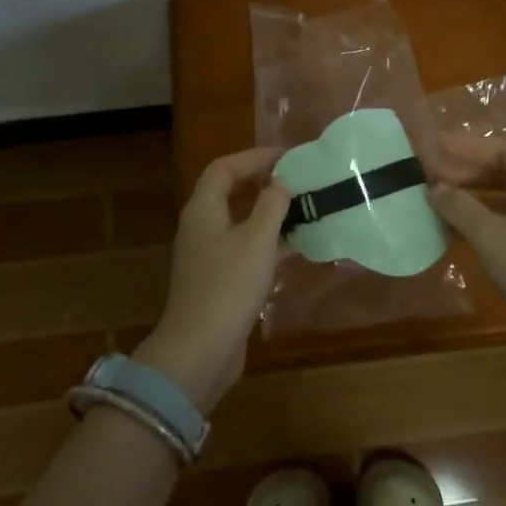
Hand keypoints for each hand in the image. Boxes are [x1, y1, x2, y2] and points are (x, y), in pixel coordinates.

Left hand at [133, 147, 289, 413]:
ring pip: (241, 222)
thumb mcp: (257, 239)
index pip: (225, 168)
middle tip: (298, 180)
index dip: (255, 157)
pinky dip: (270, 242)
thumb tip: (281, 183)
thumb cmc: (228, 286)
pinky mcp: (220, 280)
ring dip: (270, 213)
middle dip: (264, 182)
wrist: (201, 349)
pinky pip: (246, 248)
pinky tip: (298, 246)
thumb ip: (272, 205)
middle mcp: (202, 226)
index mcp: (203, 209)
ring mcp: (209, 255)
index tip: (288, 157)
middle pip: (231, 192)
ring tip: (304, 208)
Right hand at [428, 134, 505, 317]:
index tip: (438, 145)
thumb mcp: (489, 234)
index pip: (503, 150)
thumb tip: (434, 187)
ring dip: (473, 195)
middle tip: (433, 172)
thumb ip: (459, 206)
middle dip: (468, 171)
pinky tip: (456, 226)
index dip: (468, 147)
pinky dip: (485, 216)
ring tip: (439, 198)